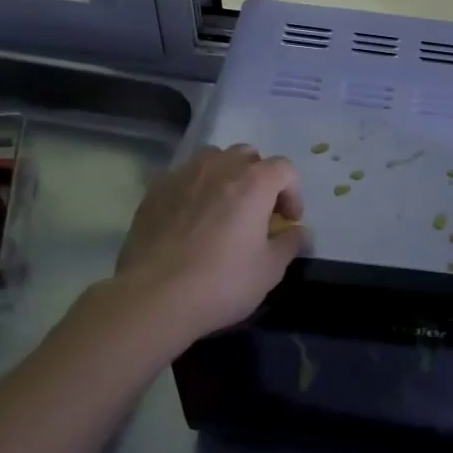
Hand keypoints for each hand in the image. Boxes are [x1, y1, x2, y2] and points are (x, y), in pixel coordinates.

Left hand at [111, 144, 304, 342]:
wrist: (154, 297)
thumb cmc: (222, 282)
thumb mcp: (270, 269)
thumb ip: (290, 242)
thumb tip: (298, 231)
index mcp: (253, 183)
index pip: (284, 168)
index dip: (293, 193)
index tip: (288, 221)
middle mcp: (218, 168)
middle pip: (248, 155)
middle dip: (259, 177)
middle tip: (258, 211)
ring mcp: (182, 176)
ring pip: (212, 158)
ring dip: (226, 175)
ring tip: (223, 207)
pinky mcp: (154, 191)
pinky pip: (183, 176)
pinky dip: (195, 188)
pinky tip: (190, 219)